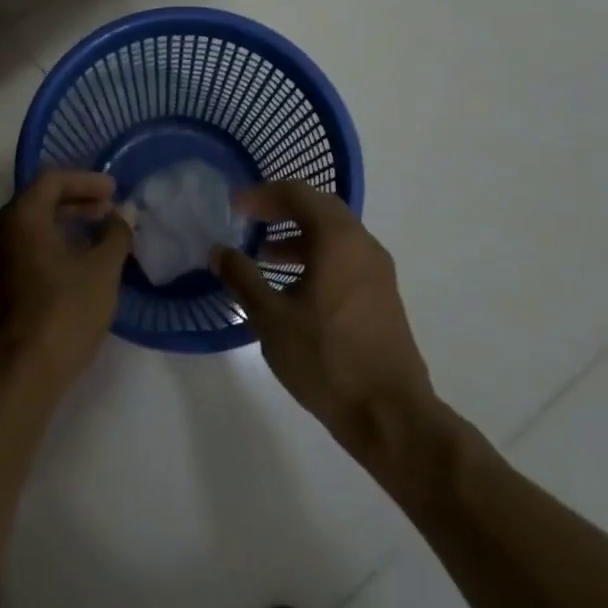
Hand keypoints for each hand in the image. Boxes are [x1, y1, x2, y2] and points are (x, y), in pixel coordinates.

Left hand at [0, 170, 131, 397]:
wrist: (15, 376)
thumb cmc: (62, 314)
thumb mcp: (101, 272)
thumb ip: (115, 236)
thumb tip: (122, 215)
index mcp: (20, 217)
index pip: (52, 179)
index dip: (86, 180)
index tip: (114, 190)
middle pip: (38, 200)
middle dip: (76, 200)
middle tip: (110, 209)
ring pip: (31, 227)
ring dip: (65, 224)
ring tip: (99, 234)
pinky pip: (25, 249)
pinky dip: (51, 244)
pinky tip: (77, 263)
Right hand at [212, 182, 445, 466]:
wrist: (389, 414)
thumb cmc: (325, 358)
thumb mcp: (270, 317)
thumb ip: (242, 277)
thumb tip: (218, 251)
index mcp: (338, 240)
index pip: (298, 194)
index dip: (261, 195)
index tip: (233, 207)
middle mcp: (363, 245)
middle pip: (319, 209)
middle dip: (281, 210)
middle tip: (248, 220)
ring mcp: (377, 272)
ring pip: (334, 235)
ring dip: (298, 236)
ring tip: (264, 254)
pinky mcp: (380, 296)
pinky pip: (344, 258)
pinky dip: (315, 257)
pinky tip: (292, 286)